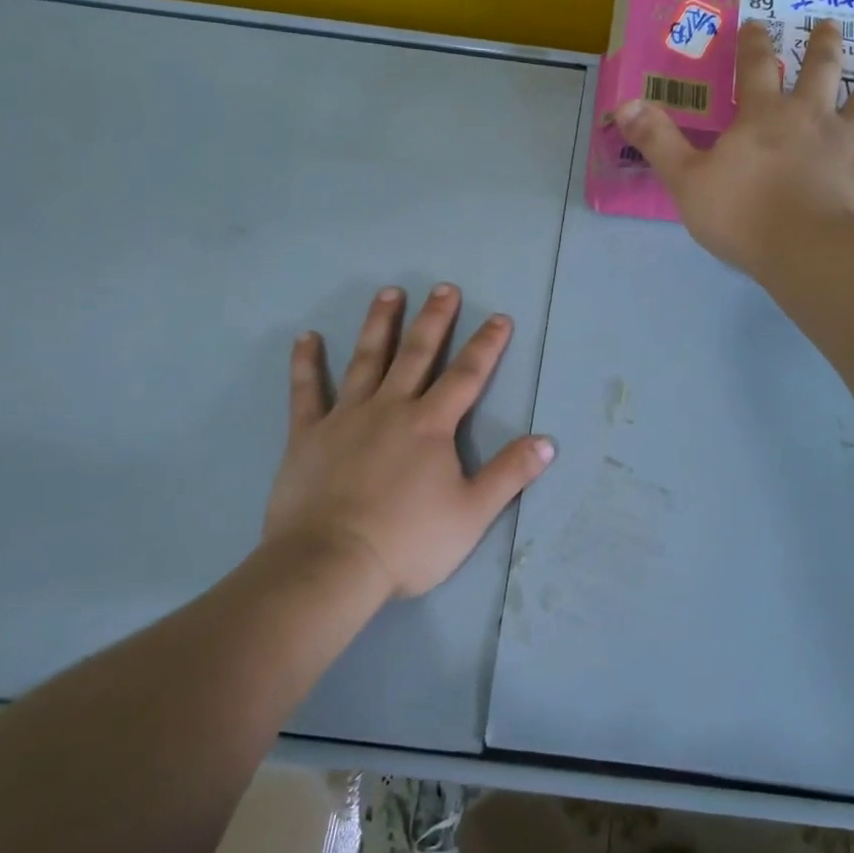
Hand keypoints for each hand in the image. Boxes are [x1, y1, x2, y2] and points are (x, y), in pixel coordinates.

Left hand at [259, 284, 555, 600]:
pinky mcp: (308, 435)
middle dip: (435, 319)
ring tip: (389, 293)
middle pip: (417, 354)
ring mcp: (346, 417)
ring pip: (366, 360)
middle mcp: (391, 408)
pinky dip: (306, 363)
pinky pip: (306, 391)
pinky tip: (306, 337)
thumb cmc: (408, 542)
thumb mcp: (473, 513)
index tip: (499, 317)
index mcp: (431, 425)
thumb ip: (510, 473)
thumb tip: (547, 441)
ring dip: (379, 324)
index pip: (467, 375)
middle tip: (444, 288)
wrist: (331, 564)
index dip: (486, 345)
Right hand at [613, 18, 853, 272]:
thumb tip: (623, 102)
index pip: (757, 66)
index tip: (759, 22)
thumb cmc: (743, 217)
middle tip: (831, 23)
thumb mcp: (686, 180)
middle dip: (824, 43)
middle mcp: (813, 115)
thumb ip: (657, 141)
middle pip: (822, 68)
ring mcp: (853, 139)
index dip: (756, 42)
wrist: (807, 251)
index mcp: (764, 116)